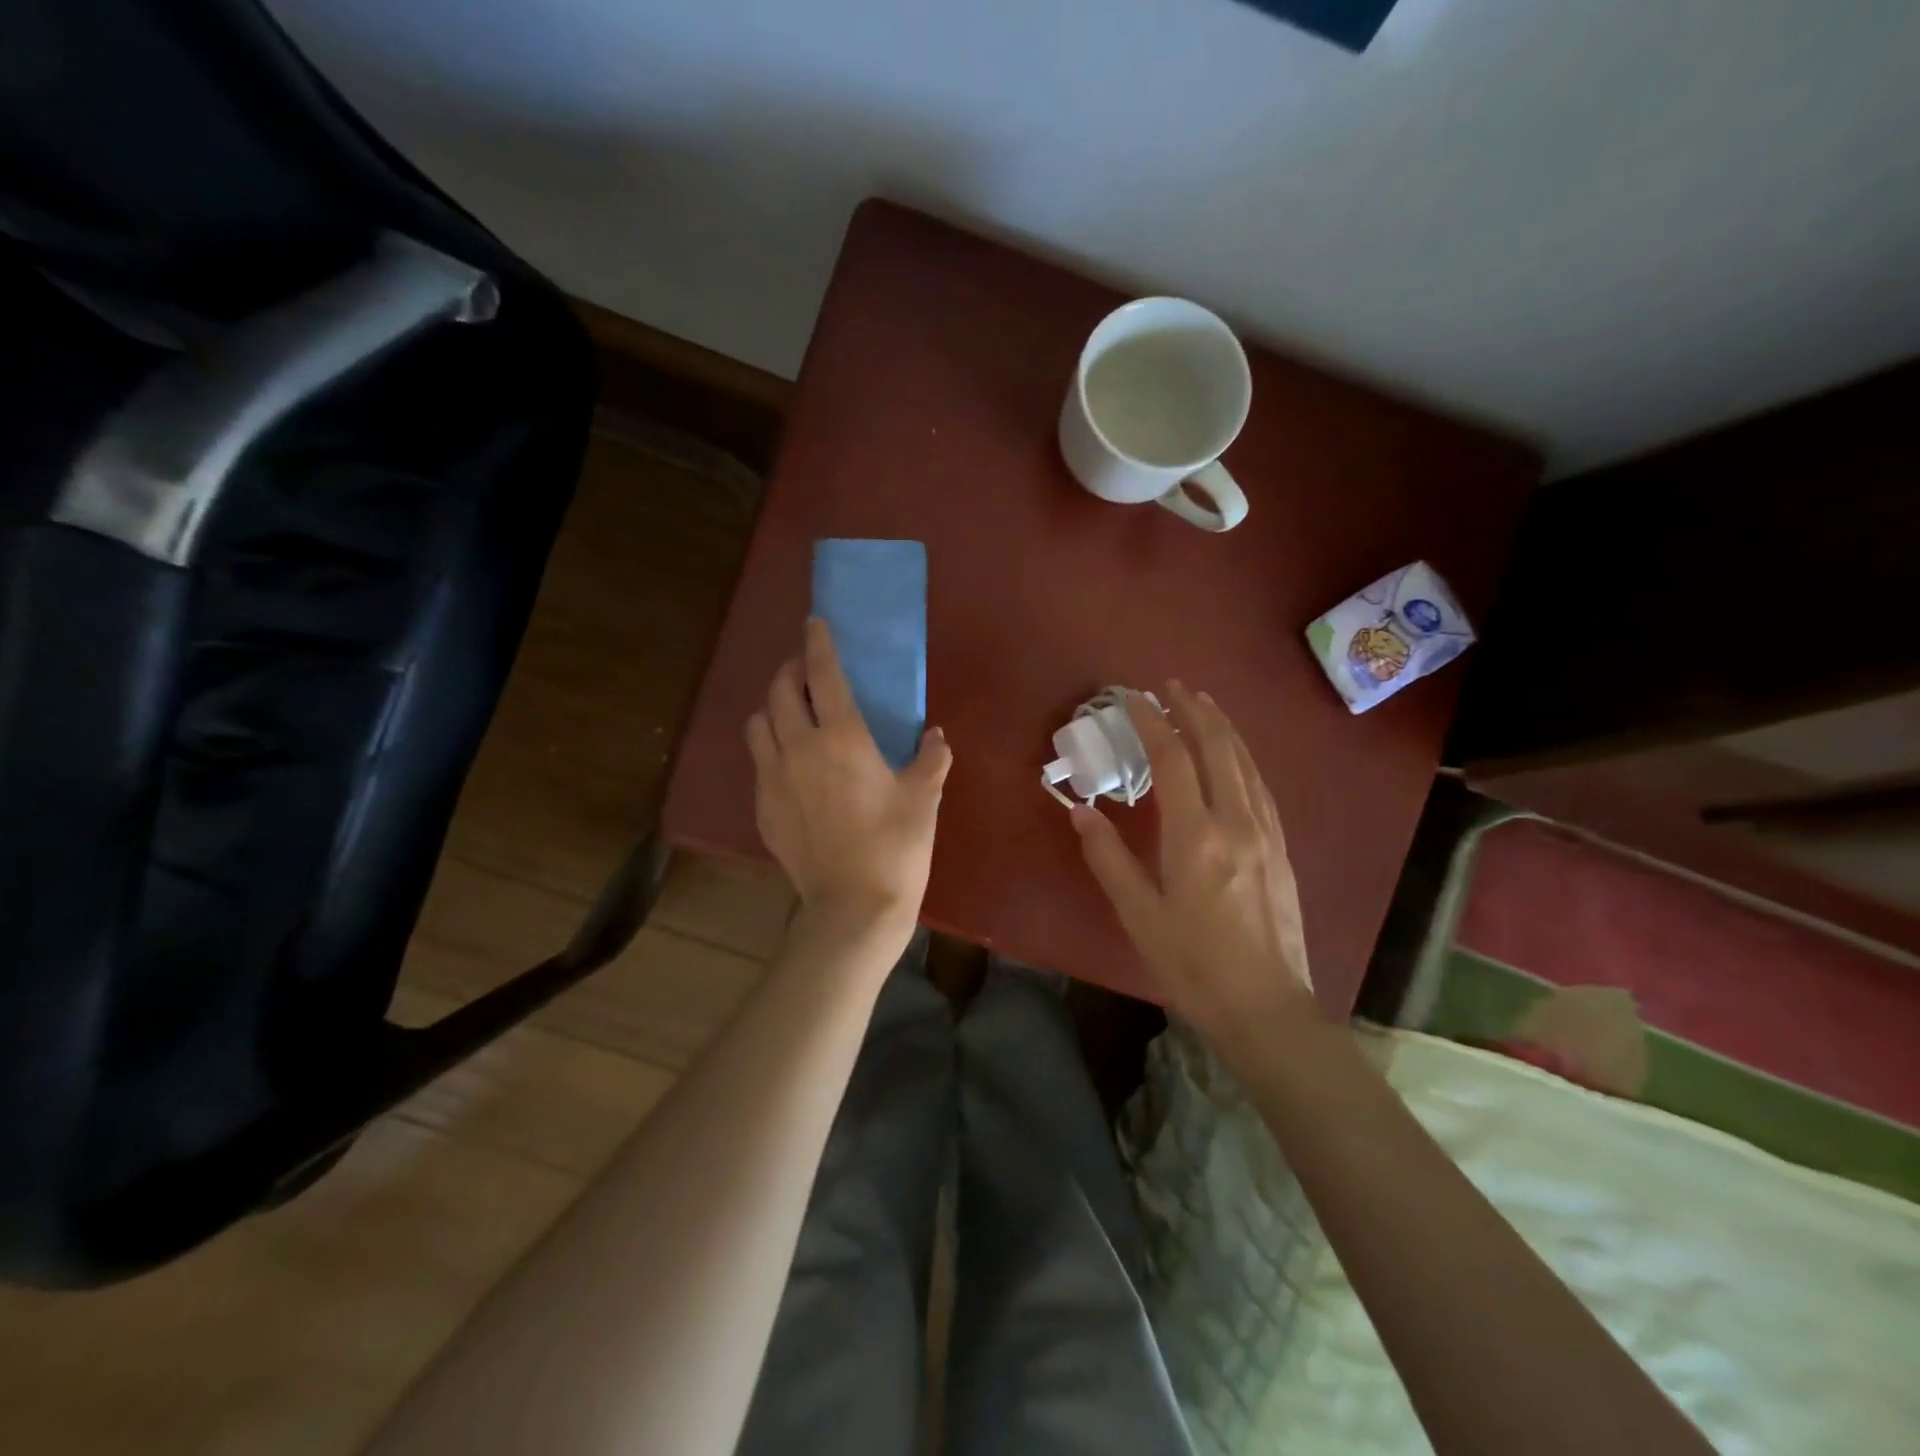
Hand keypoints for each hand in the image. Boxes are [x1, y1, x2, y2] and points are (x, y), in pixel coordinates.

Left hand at [746, 619, 951, 943]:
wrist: (853, 906)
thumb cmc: (896, 846)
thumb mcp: (924, 797)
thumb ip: (931, 757)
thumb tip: (935, 735)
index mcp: (841, 738)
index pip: (822, 673)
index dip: (818, 643)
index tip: (815, 623)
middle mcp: (798, 748)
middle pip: (779, 690)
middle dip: (790, 670)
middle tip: (808, 670)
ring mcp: (773, 778)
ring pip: (758, 723)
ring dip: (774, 707)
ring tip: (793, 713)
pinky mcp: (762, 807)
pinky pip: (759, 761)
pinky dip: (771, 747)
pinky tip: (792, 765)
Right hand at [1070, 683, 1314, 1052]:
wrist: (1267, 1008)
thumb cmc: (1193, 964)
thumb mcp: (1138, 914)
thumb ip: (1108, 857)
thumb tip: (1080, 809)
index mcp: (1196, 835)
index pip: (1172, 758)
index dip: (1151, 720)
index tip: (1131, 696)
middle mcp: (1236, 821)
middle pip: (1217, 747)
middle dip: (1193, 710)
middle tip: (1171, 685)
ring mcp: (1266, 832)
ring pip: (1245, 762)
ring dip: (1222, 727)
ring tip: (1203, 703)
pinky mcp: (1281, 848)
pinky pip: (1260, 785)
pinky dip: (1243, 756)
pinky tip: (1235, 756)